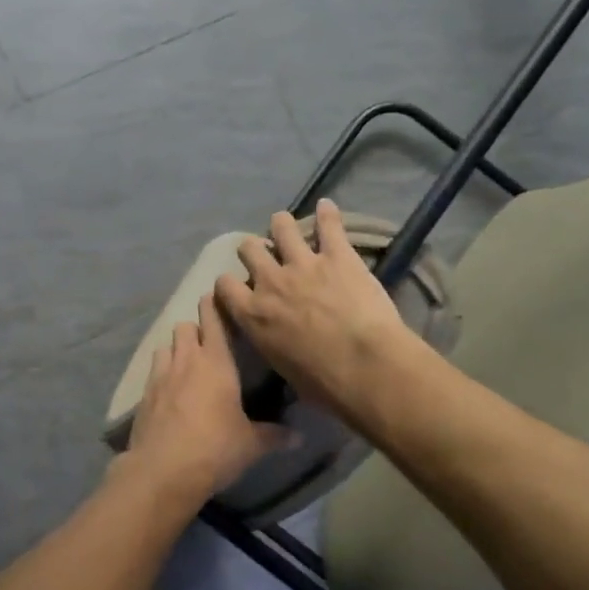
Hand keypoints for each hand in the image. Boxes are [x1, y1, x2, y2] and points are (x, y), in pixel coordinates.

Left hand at [122, 293, 293, 502]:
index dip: (214, 306)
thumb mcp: (251, 444)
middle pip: (185, 327)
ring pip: (166, 346)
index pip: (213, 320)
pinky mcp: (144, 395)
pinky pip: (154, 372)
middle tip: (208, 343)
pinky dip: (162, 373)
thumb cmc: (215, 448)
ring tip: (187, 365)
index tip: (217, 297)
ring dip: (176, 350)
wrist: (163, 470)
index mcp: (216, 362)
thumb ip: (274, 435)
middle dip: (195, 329)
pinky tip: (170, 392)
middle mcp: (186, 360)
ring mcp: (161, 375)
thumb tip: (300, 437)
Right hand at [215, 198, 415, 413]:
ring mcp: (303, 264)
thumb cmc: (323, 383)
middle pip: (249, 250)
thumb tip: (279, 346)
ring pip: (282, 228)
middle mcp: (271, 282)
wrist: (364, 366)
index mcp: (253, 314)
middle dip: (254, 251)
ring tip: (285, 226)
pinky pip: (329, 225)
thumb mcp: (283, 370)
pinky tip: (328, 206)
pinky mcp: (337, 255)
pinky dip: (328, 214)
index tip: (237, 287)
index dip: (229, 284)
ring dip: (282, 226)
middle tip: (265, 257)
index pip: (225, 286)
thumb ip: (273, 346)